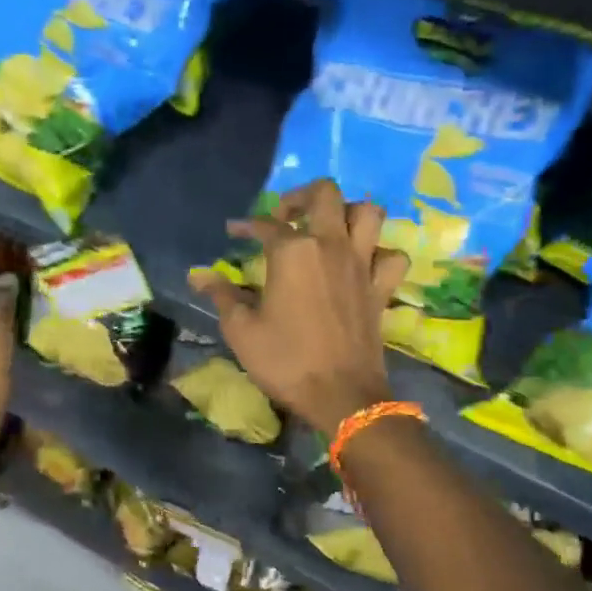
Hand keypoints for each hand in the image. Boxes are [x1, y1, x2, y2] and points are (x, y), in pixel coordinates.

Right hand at [189, 180, 407, 435]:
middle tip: (287, 217)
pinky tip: (364, 263)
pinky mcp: (381, 288)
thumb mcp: (242, 331)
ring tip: (330, 229)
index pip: (267, 225)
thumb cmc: (286, 362)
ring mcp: (362, 264)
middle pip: (325, 194)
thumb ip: (223, 296)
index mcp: (293, 252)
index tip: (235, 232)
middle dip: (302, 196)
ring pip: (368, 213)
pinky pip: (391, 256)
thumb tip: (200, 276)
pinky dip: (380, 253)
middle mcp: (331, 245)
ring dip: (348, 212)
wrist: (341, 396)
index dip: (247, 225)